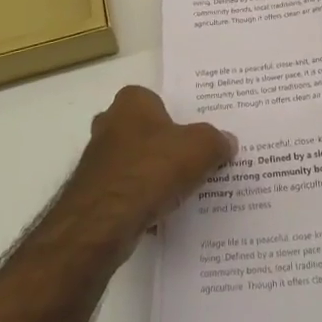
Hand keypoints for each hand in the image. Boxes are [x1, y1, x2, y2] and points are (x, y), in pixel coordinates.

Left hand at [63, 86, 235, 251]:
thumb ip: (216, 141)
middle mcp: (109, 123)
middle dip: (164, 146)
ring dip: (153, 176)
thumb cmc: (152, 168)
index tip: (196, 136)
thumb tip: (227, 142)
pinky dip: (141, 201)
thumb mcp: (201, 148)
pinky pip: (126, 192)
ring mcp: (97, 159)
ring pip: (135, 163)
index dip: (177, 117)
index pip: (157, 101)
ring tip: (182, 192)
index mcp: (132, 102)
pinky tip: (161, 216)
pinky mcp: (93, 192)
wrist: (104, 220)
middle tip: (192, 162)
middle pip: (145, 131)